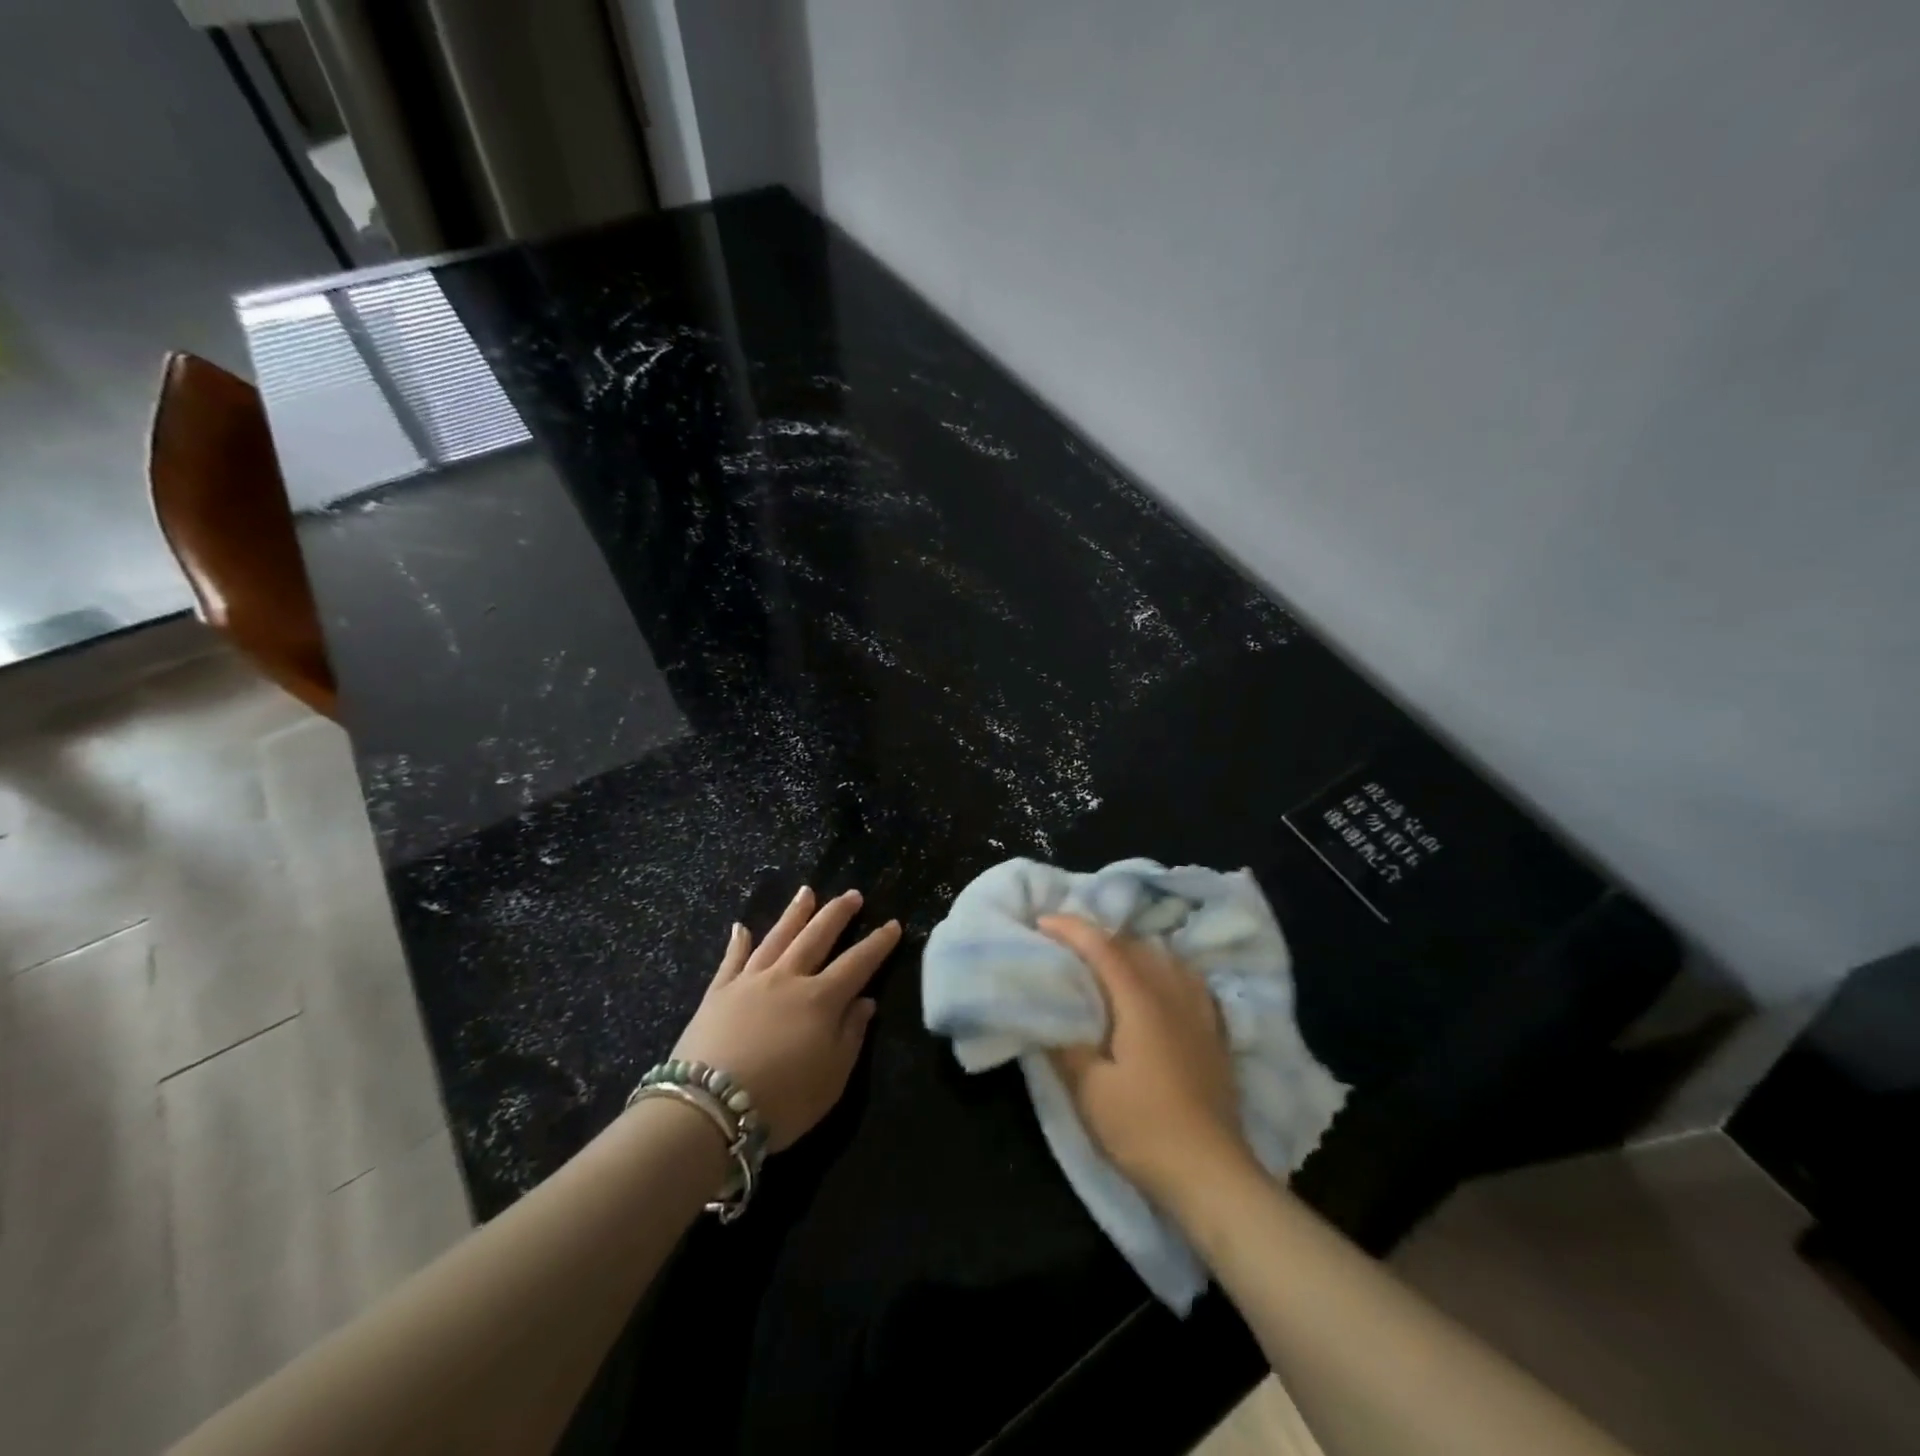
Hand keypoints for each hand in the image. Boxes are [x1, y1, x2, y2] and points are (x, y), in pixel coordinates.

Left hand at [671, 886, 900, 1150]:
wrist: (708, 1110)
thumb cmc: (782, 1101)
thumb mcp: (833, 1078)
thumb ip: (852, 1035)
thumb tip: (866, 1001)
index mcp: (822, 999)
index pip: (858, 963)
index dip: (877, 943)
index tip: (893, 924)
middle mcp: (788, 978)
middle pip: (817, 936)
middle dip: (837, 914)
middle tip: (852, 894)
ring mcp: (750, 981)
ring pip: (778, 937)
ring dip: (795, 913)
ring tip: (807, 892)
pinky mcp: (718, 993)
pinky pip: (731, 960)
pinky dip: (738, 942)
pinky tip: (741, 927)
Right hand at [1040, 915, 1253, 1204]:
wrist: (1211, 1174)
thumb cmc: (1143, 1129)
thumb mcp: (1089, 1090)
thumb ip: (1065, 1044)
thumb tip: (1047, 1010)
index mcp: (1139, 1000)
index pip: (1102, 946)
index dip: (1070, 929)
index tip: (1042, 923)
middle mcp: (1173, 993)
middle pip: (1134, 945)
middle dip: (1097, 936)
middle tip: (1066, 945)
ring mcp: (1200, 1012)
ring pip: (1165, 958)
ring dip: (1132, 950)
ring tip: (1108, 961)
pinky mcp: (1215, 1032)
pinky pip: (1189, 980)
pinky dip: (1165, 969)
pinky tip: (1159, 984)